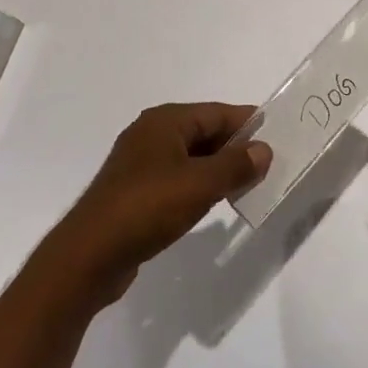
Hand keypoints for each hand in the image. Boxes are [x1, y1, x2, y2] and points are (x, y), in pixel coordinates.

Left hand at [51, 103, 272, 304]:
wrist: (90, 255)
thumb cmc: (147, 207)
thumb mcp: (199, 184)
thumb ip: (235, 165)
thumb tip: (263, 149)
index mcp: (164, 121)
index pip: (216, 112)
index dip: (247, 122)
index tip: (277, 134)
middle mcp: (151, 134)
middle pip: (203, 132)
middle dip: (235, 147)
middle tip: (269, 164)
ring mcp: (140, 164)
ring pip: (191, 157)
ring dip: (218, 169)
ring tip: (249, 184)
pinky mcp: (135, 192)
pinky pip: (177, 179)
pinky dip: (199, 186)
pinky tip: (214, 203)